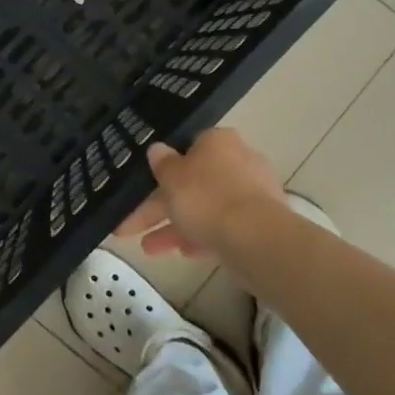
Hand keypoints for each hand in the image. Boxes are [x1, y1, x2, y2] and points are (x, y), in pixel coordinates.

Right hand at [116, 127, 288, 256]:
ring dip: (176, 227)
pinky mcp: (261, 222)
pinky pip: (223, 226)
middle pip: (193, 183)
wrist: (255, 238)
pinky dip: (202, 237)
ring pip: (206, 207)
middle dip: (161, 207)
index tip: (145, 188)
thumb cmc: (206, 197)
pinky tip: (184, 253)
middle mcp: (239, 160)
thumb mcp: (171, 177)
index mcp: (218, 141)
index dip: (163, 169)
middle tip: (133, 225)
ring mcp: (253, 193)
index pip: (187, 148)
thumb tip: (157, 149)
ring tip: (150, 249)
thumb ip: (162, 163)